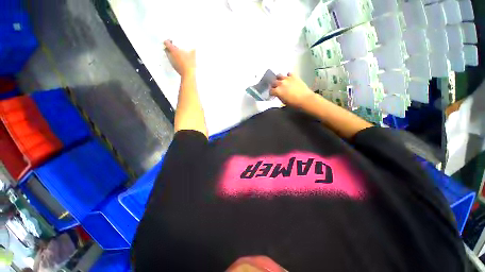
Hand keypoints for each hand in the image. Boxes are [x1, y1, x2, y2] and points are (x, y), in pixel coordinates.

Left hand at [164, 40, 195, 76]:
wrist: (188, 74)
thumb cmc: (189, 64)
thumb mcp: (193, 56)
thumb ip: (193, 50)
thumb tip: (195, 48)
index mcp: (173, 50)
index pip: (166, 43)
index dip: (168, 40)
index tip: (171, 40)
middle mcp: (171, 55)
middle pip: (166, 49)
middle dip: (168, 47)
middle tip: (173, 46)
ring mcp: (171, 61)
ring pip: (168, 55)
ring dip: (171, 53)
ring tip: (177, 53)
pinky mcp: (174, 66)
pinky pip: (172, 60)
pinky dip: (174, 59)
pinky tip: (179, 60)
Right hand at [270, 73, 314, 107]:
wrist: (305, 99)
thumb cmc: (294, 103)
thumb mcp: (283, 102)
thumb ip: (279, 97)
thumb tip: (278, 95)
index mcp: (277, 91)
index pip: (271, 91)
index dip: (271, 93)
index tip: (273, 94)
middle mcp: (280, 84)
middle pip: (273, 82)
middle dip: (273, 85)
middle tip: (275, 88)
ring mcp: (287, 79)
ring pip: (279, 75)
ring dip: (279, 78)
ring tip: (280, 81)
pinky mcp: (294, 76)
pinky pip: (289, 73)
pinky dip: (288, 76)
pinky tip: (289, 79)